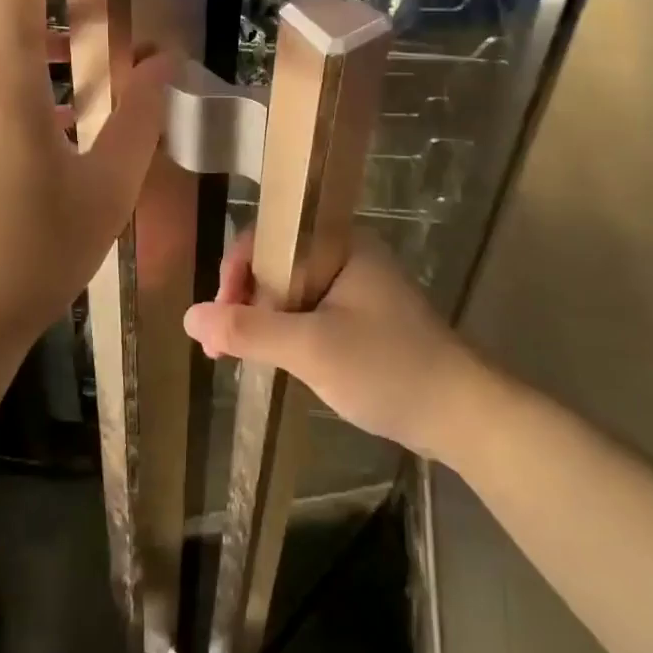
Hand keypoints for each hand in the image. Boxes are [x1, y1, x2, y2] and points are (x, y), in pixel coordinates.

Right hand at [183, 230, 493, 460]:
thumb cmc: (388, 368)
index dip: (236, 271)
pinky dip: (285, 335)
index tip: (221, 316)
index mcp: (341, 243)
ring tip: (234, 358)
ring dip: (261, 322)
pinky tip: (269, 360)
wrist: (462, 415)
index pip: (270, 237)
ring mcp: (356, 289)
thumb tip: (189, 315)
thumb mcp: (311, 348)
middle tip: (221, 348)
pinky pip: (309, 315)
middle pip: (276, 265)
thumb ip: (249, 330)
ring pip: (291, 293)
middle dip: (244, 303)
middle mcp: (347, 256)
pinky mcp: (361, 320)